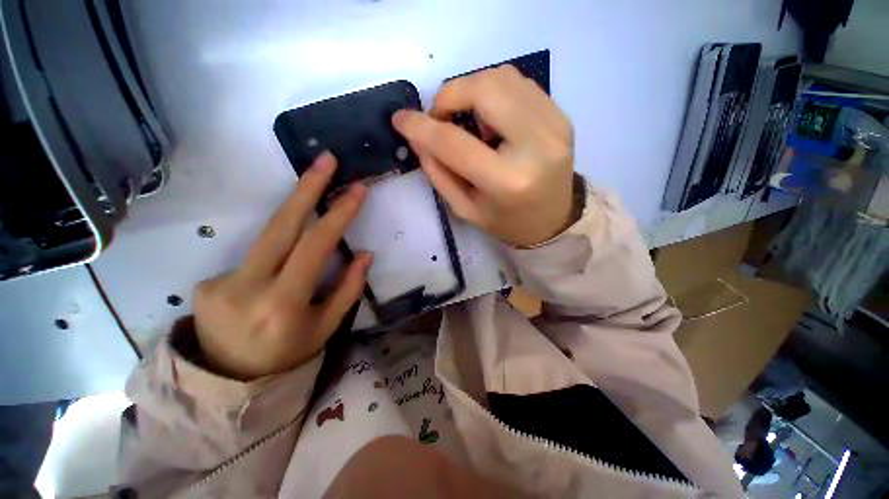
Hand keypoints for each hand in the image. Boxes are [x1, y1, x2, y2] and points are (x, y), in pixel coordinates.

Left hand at [193, 152, 371, 380]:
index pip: (314, 247)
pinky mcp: (206, 282)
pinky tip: (278, 272)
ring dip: (294, 210)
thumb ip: (347, 289)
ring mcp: (219, 282)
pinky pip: (254, 256)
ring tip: (313, 190)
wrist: (229, 381)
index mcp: (283, 304)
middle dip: (306, 188)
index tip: (356, 190)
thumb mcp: (326, 327)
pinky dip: (275, 254)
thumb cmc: (289, 355)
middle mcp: (246, 288)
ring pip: (266, 235)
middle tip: (326, 159)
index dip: (337, 215)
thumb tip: (364, 254)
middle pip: (280, 225)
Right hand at [393, 65, 575, 246]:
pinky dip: (494, 91)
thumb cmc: (505, 221)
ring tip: (468, 121)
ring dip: (472, 91)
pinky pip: (519, 83)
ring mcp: (554, 125)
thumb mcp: (465, 208)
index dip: (422, 127)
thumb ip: (438, 172)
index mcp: (507, 181)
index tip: (401, 119)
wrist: (553, 220)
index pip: (455, 143)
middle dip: (449, 95)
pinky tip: (491, 117)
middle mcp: (535, 146)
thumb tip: (416, 135)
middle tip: (440, 118)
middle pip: (484, 90)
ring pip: (502, 78)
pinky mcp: (561, 115)